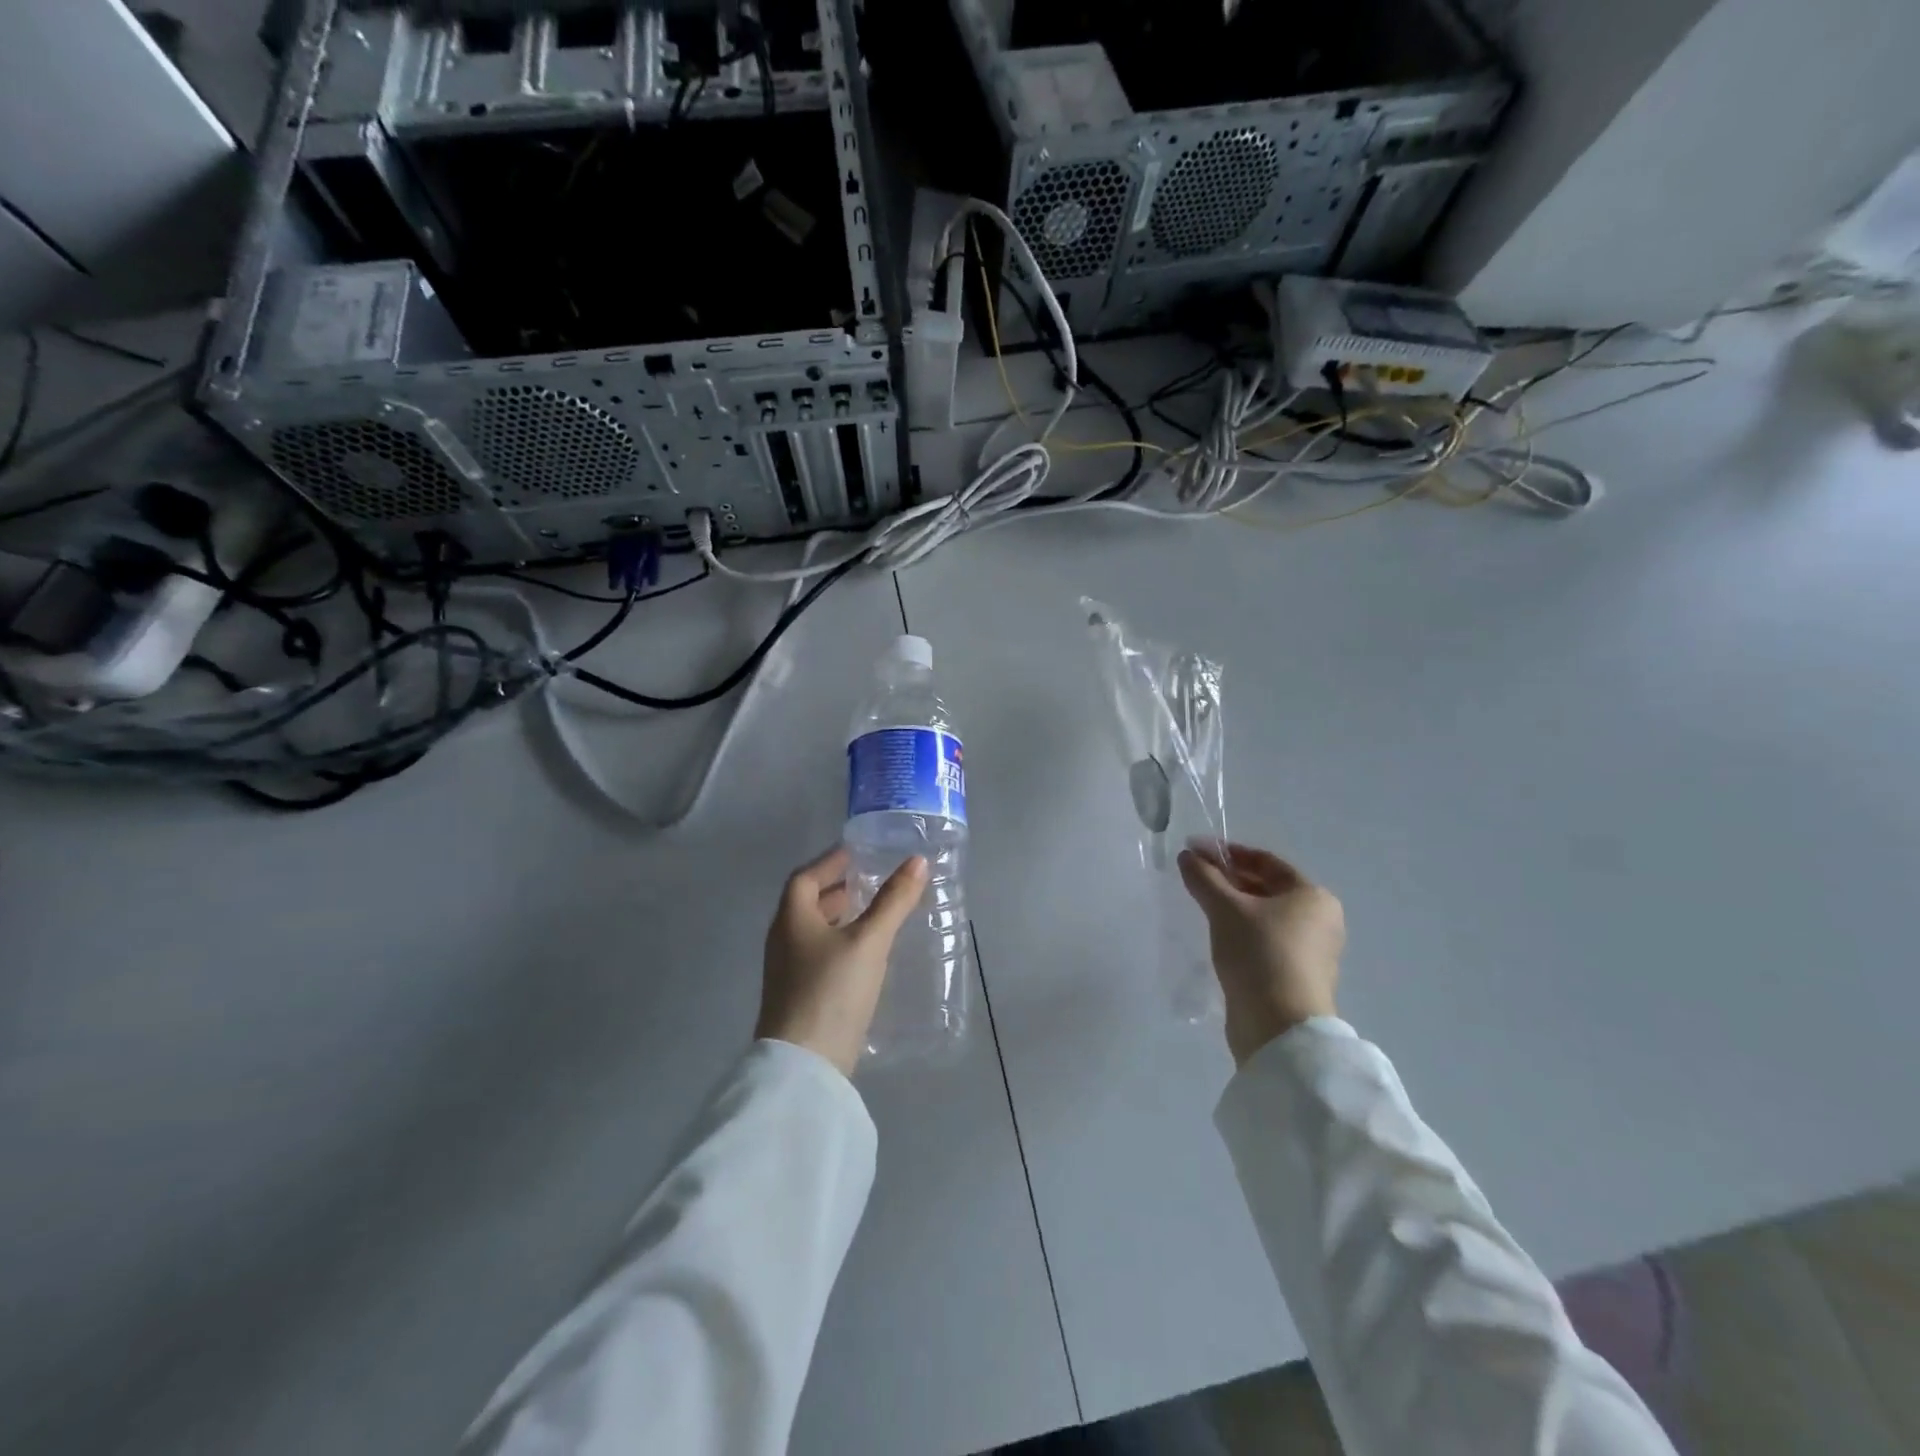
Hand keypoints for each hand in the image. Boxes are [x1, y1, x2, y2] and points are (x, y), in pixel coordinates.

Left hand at [758, 845, 928, 1075]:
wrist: (804, 1066)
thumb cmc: (832, 990)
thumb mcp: (869, 941)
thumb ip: (893, 901)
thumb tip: (917, 861)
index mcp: (791, 918)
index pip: (805, 877)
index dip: (831, 862)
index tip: (858, 853)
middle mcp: (783, 940)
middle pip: (808, 903)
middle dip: (839, 889)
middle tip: (874, 881)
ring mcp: (788, 972)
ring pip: (815, 931)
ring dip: (841, 918)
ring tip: (876, 914)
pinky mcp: (800, 997)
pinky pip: (820, 956)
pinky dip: (842, 944)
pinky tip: (867, 954)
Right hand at [1177, 841, 1344, 1066]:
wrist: (1279, 1027)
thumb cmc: (1259, 954)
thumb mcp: (1225, 909)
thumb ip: (1204, 878)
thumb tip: (1187, 856)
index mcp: (1313, 896)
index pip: (1266, 861)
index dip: (1227, 852)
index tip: (1194, 850)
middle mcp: (1319, 919)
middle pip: (1267, 887)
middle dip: (1229, 878)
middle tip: (1193, 875)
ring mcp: (1311, 951)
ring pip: (1264, 915)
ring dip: (1233, 905)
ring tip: (1200, 903)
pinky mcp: (1296, 976)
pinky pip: (1265, 940)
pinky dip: (1241, 930)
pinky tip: (1217, 934)